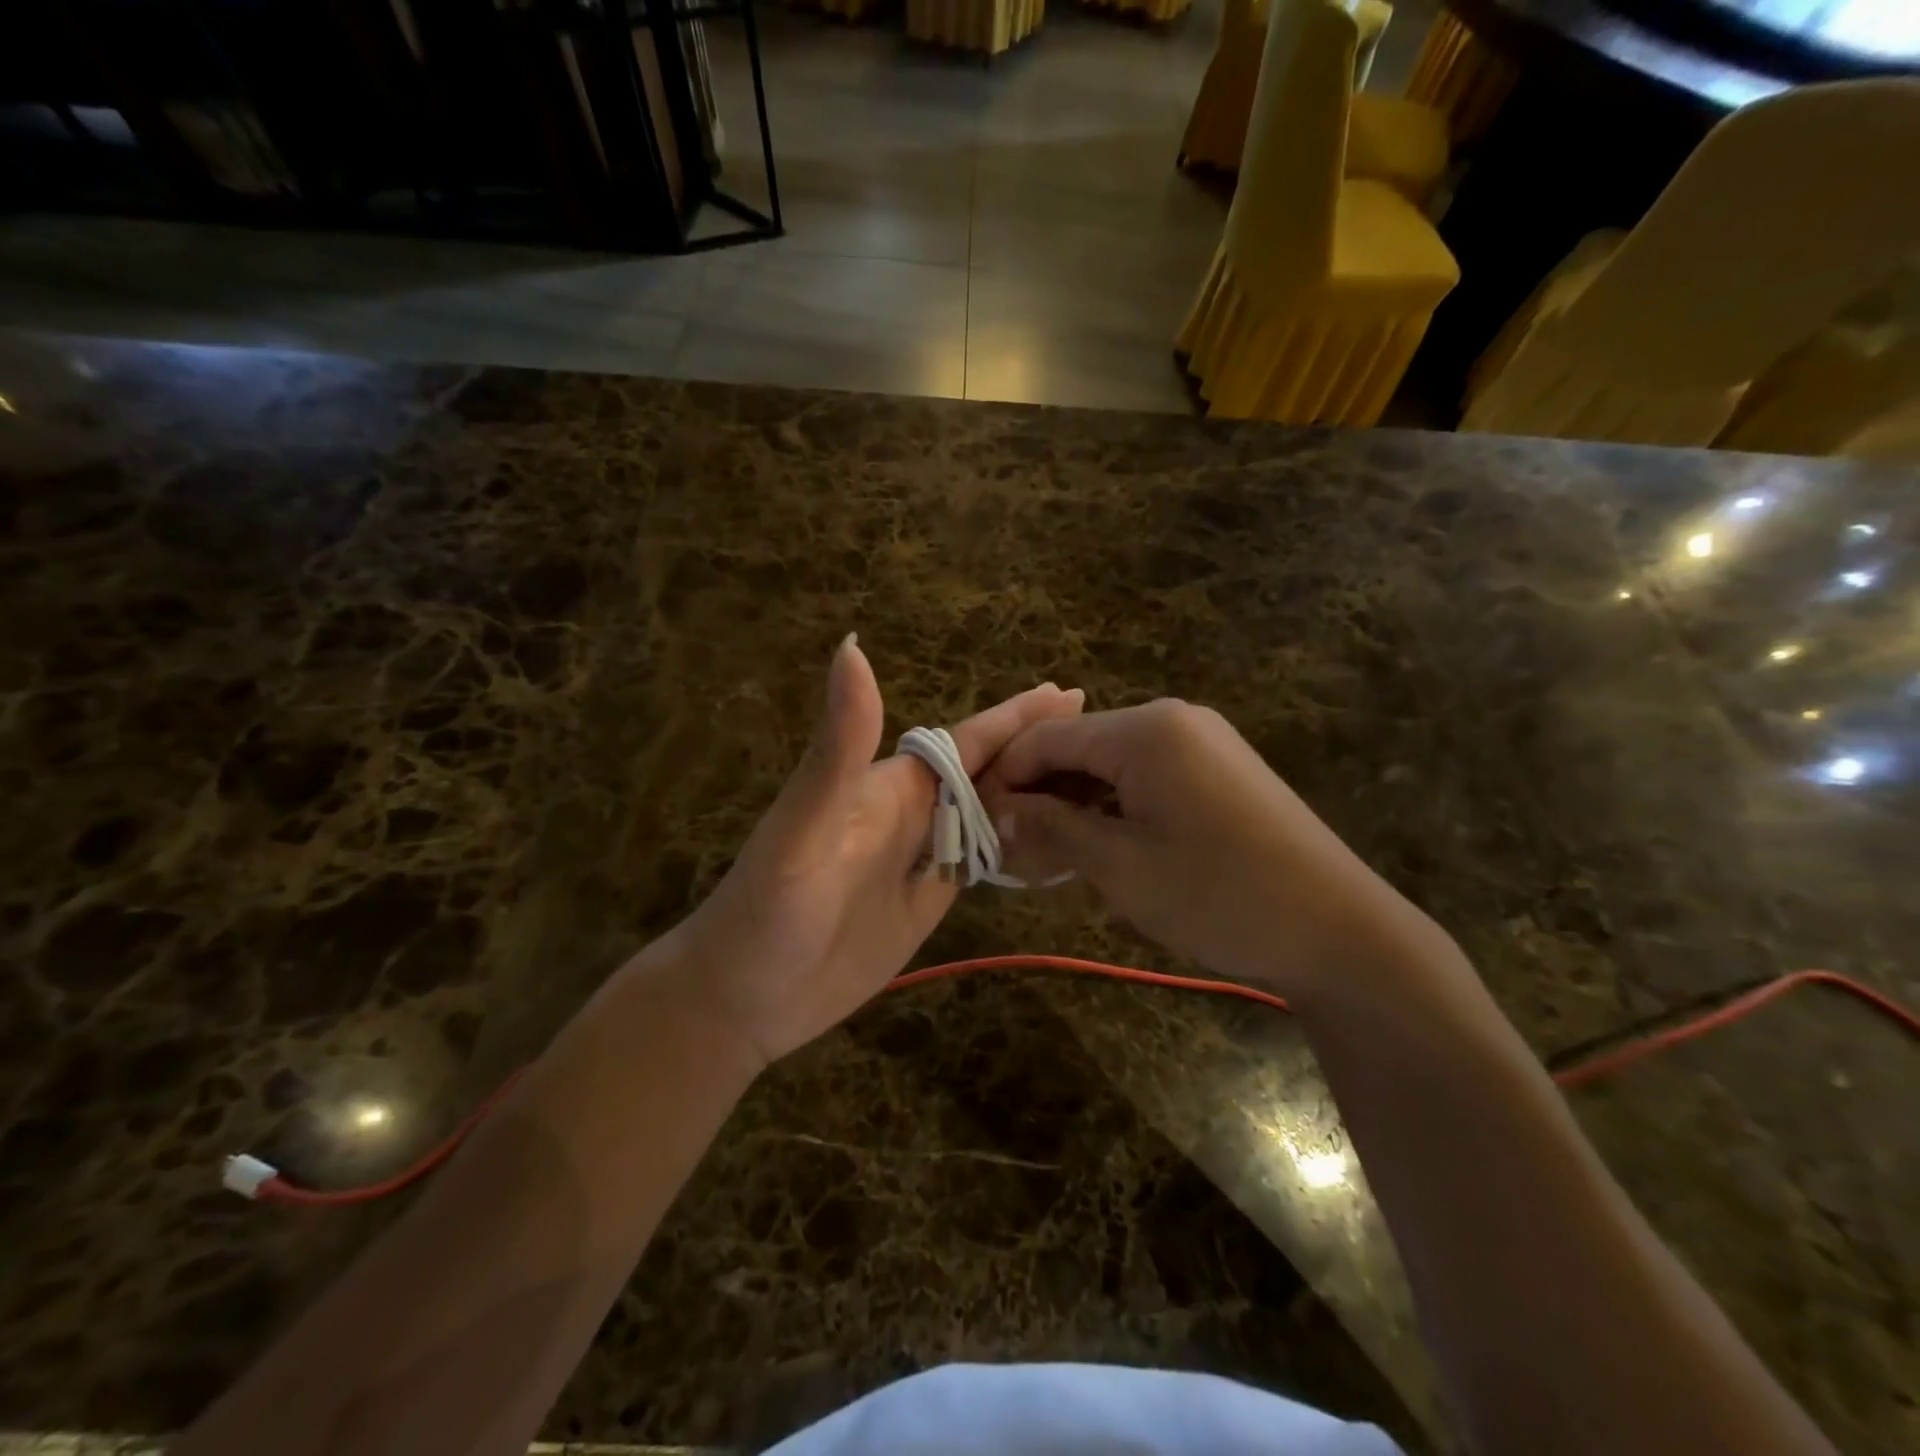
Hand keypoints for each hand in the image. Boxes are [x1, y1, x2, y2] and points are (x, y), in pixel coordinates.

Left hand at [647, 636, 1082, 1069]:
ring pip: (992, 815)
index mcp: (893, 786)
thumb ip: (838, 747)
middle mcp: (913, 813)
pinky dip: (1020, 847)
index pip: (968, 741)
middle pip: (989, 772)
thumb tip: (851, 645)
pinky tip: (1051, 843)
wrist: (743, 999)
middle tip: (1098, 734)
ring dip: (1036, 796)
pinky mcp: (927, 903)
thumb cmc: (768, 910)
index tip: (1071, 695)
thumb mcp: (803, 826)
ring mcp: (922, 859)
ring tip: (1090, 784)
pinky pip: (984, 863)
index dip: (1017, 716)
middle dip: (1039, 749)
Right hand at [980, 700, 1433, 995]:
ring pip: (1110, 765)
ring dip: (1077, 807)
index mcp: (1144, 730)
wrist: (1338, 929)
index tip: (981, 825)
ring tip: (1056, 862)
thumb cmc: (1219, 895)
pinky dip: (1115, 809)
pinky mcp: (1219, 769)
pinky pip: (1146, 777)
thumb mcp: (1121, 867)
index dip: (1006, 778)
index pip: (1046, 738)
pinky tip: (1105, 850)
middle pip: (1078, 747)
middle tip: (1017, 855)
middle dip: (1041, 796)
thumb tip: (997, 811)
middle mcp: (1171, 720)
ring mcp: (1200, 742)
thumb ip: (1052, 829)